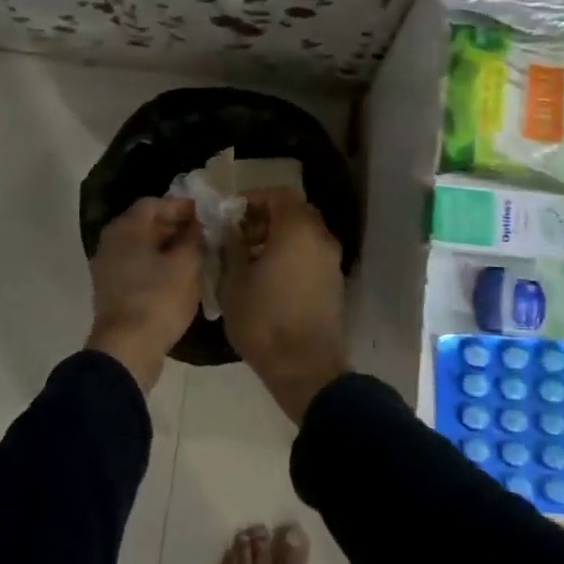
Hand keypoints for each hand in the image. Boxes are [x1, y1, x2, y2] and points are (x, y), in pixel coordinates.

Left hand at [87, 196, 202, 391]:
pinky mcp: (112, 290)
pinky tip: (179, 276)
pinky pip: (137, 266)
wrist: (127, 349)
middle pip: (145, 223)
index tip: (206, 214)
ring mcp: (108, 267)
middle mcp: (112, 242)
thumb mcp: (186, 264)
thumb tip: (197, 223)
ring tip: (196, 254)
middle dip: (175, 226)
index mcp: (126, 228)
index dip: (182, 206)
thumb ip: (194, 237)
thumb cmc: (159, 299)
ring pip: (142, 246)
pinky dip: (157, 264)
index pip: (155, 203)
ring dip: (168, 246)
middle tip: (204, 233)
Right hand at [220, 191, 350, 422]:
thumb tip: (230, 231)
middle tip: (239, 235)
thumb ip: (230, 247)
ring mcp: (331, 261)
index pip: (278, 194)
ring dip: (279, 237)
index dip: (253, 199)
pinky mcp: (334, 283)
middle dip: (265, 217)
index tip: (230, 214)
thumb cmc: (264, 320)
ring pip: (304, 234)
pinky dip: (292, 254)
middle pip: (294, 211)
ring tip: (250, 259)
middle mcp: (320, 238)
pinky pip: (311, 254)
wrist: (305, 368)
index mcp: (297, 229)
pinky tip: (269, 278)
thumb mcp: (233, 282)